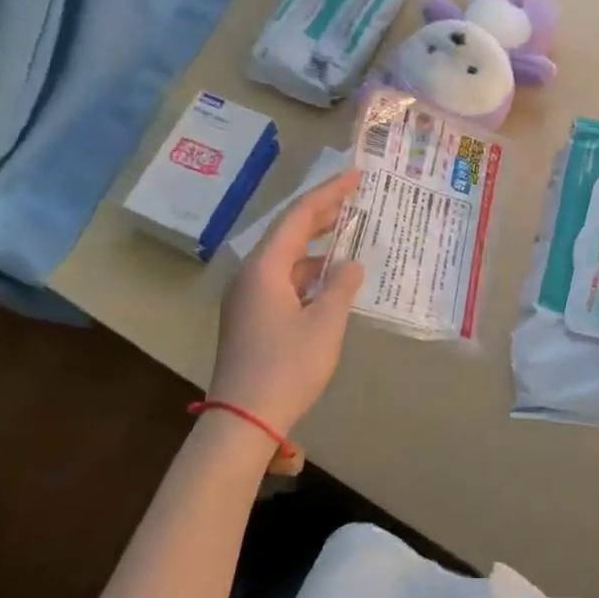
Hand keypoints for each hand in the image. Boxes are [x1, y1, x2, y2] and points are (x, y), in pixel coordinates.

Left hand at [210, 170, 364, 451]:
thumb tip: (350, 264)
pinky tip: (329, 278)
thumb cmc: (287, 367)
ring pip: (285, 257)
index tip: (356, 176)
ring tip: (348, 233)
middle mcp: (251, 275)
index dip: (329, 193)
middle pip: (288, 232)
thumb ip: (341, 286)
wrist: (242, 420)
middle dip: (322, 213)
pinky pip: (281, 279)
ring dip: (316, 244)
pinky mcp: (249, 318)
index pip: (299, 216)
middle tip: (355, 197)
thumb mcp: (325, 323)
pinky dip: (307, 271)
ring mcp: (246, 297)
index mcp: (265, 267)